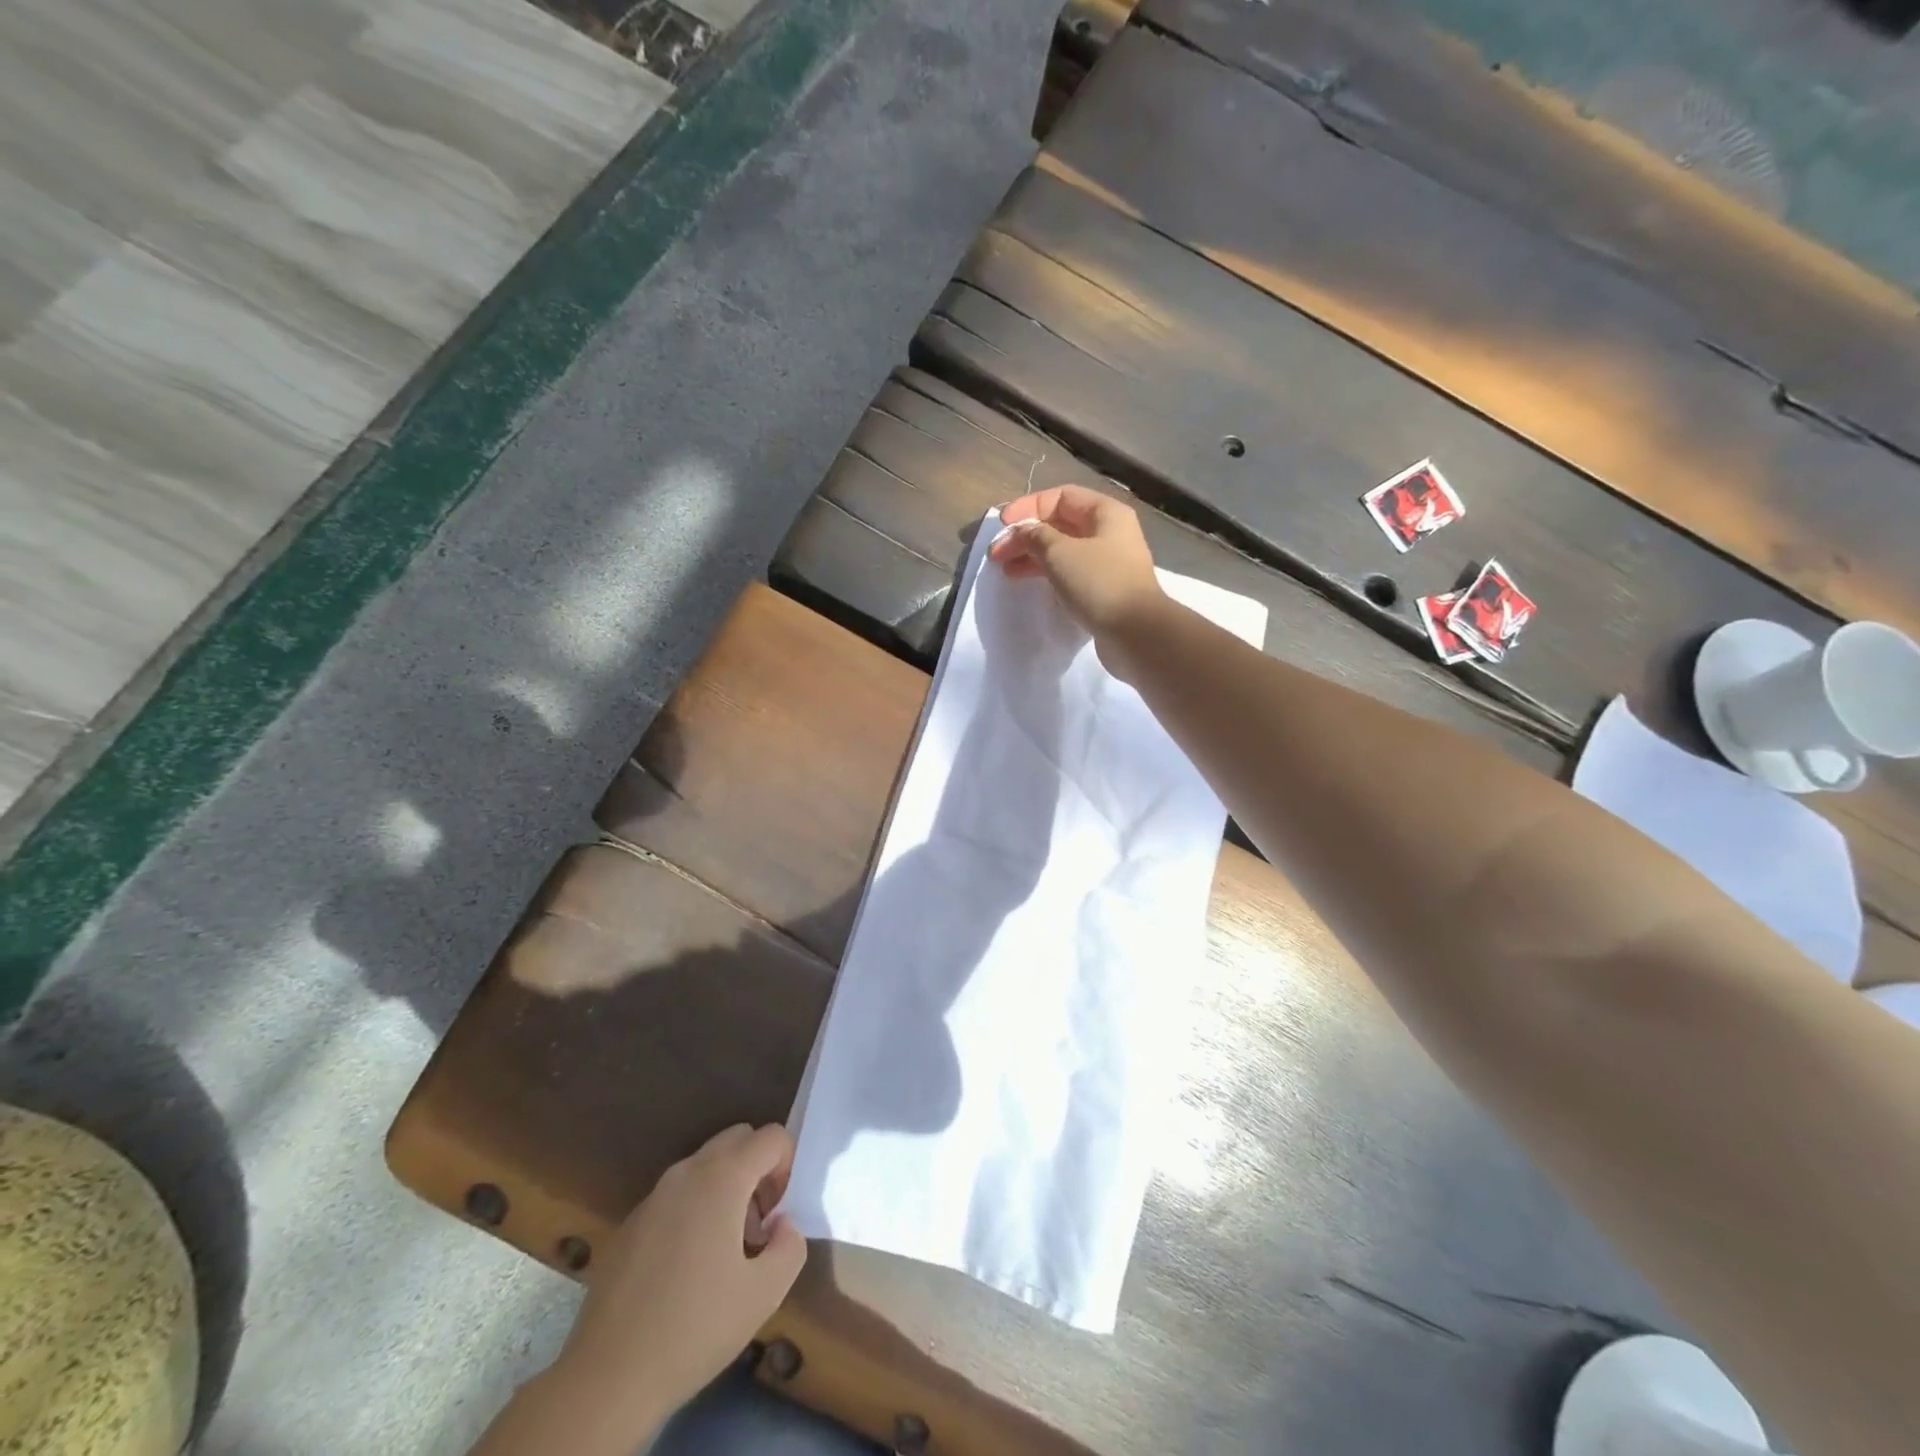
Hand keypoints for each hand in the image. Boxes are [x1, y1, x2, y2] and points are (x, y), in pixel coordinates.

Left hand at [555, 1124, 806, 1425]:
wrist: (607, 1378)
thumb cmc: (694, 1329)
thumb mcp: (765, 1294)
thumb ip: (790, 1245)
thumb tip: (781, 1224)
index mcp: (722, 1177)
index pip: (772, 1137)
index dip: (787, 1167)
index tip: (778, 1215)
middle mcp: (687, 1172)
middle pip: (737, 1139)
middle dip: (758, 1169)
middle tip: (758, 1225)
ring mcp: (653, 1195)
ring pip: (705, 1166)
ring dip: (727, 1189)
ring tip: (725, 1252)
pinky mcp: (630, 1222)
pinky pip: (677, 1195)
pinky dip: (695, 1209)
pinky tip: (686, 1270)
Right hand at [988, 485, 1164, 671]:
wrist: (1135, 633)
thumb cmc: (1098, 583)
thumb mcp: (1060, 552)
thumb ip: (1035, 536)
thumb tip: (1023, 532)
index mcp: (1105, 513)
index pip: (1061, 497)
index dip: (1028, 507)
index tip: (1003, 525)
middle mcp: (1110, 533)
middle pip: (1060, 525)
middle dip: (1026, 536)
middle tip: (997, 554)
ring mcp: (1108, 563)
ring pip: (1063, 551)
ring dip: (1033, 557)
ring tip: (1006, 571)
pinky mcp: (1104, 590)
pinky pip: (1070, 574)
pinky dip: (1048, 575)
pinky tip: (1030, 585)